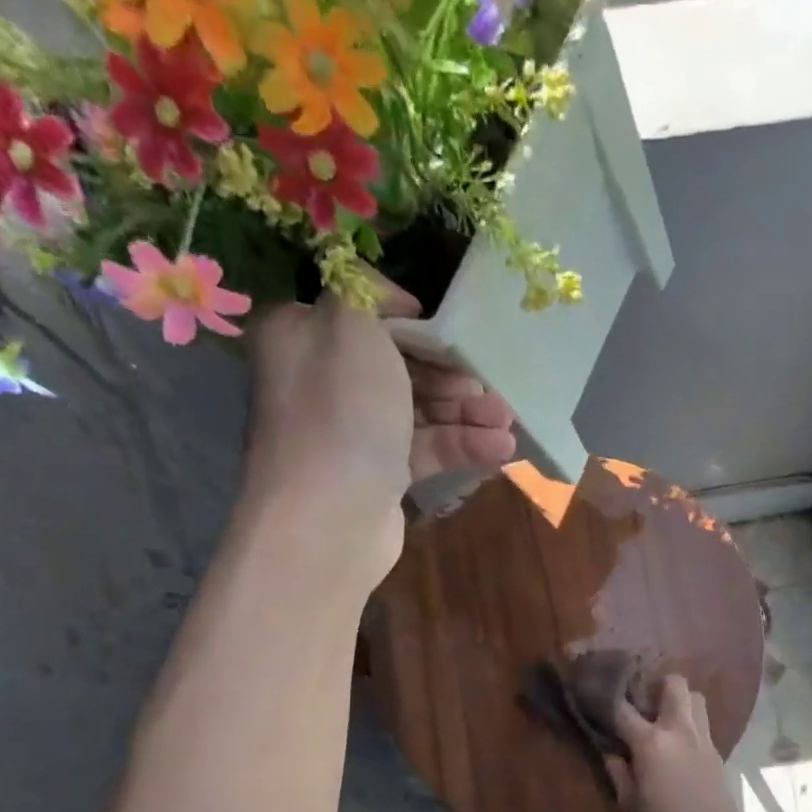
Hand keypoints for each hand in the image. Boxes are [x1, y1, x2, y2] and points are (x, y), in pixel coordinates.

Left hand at [243, 288, 515, 581]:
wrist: (330, 518)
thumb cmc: (342, 412)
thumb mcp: (353, 327)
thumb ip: (368, 292)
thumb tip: (389, 299)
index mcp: (304, 336)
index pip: (363, 314)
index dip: (411, 320)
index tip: (451, 331)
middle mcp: (324, 382)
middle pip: (399, 364)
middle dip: (450, 373)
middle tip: (487, 382)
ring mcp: (353, 433)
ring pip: (419, 409)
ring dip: (467, 412)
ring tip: (507, 419)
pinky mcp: (379, 475)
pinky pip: (425, 450)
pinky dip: (462, 446)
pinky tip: (501, 449)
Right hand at [606, 674, 743, 811]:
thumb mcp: (628, 803)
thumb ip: (617, 771)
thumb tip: (611, 751)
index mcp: (651, 742)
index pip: (623, 708)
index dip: (608, 698)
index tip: (598, 695)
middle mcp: (679, 730)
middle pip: (674, 683)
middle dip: (657, 684)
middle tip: (643, 702)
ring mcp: (703, 739)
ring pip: (696, 698)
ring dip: (679, 701)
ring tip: (664, 719)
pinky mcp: (717, 752)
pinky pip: (703, 724)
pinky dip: (690, 724)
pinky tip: (678, 745)